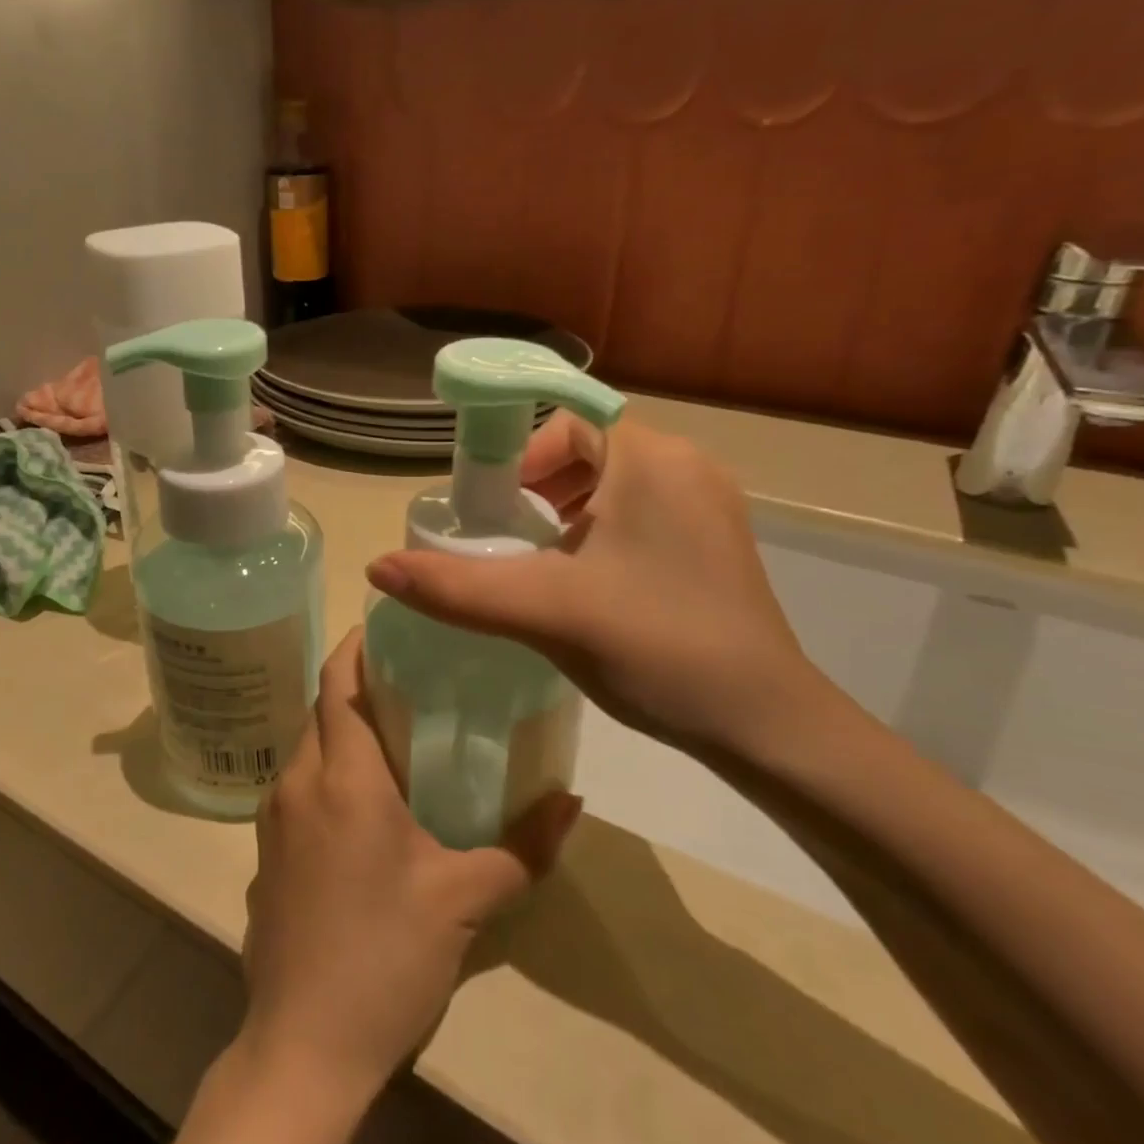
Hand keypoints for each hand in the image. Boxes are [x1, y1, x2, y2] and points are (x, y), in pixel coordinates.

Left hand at [239, 629, 580, 1099]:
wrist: (302, 1047)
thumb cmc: (386, 959)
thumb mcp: (465, 901)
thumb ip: (524, 846)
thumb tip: (573, 800)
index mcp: (342, 777)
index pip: (338, 682)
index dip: (356, 646)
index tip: (389, 627)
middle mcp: (297, 781)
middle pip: (321, 709)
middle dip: (356, 685)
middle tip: (409, 681)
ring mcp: (272, 817)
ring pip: (306, 747)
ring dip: (340, 730)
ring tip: (393, 735)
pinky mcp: (264, 851)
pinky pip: (296, 787)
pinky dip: (325, 771)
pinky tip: (360, 803)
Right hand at [365, 412, 849, 760]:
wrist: (766, 726)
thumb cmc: (657, 647)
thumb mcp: (546, 611)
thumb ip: (457, 587)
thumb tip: (377, 566)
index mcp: (652, 458)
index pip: (565, 417)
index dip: (514, 452)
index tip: (487, 504)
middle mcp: (685, 466)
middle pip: (585, 448)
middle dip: (534, 486)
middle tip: (503, 536)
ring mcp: (705, 504)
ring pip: (611, 482)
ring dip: (562, 510)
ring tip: (535, 561)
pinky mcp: (712, 541)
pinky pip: (637, 510)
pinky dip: (596, 529)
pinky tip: (582, 582)